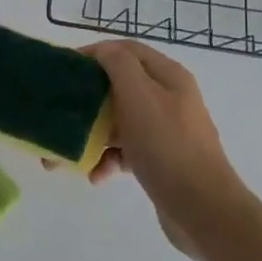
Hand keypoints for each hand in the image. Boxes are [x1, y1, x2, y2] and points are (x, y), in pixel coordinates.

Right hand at [48, 40, 245, 260]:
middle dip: (86, 101)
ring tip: (66, 155)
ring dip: (92, 135)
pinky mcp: (160, 160)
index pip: (126, 50)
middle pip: (118, 87)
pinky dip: (108, 160)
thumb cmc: (168, 146)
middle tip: (59, 113)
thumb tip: (102, 50)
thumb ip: (119, 65)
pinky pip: (125, 150)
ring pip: (118, 122)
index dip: (94, 54)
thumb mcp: (140, 97)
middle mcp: (168, 98)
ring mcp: (165, 131)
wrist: (203, 210)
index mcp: (167, 76)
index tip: (64, 69)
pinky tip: (97, 176)